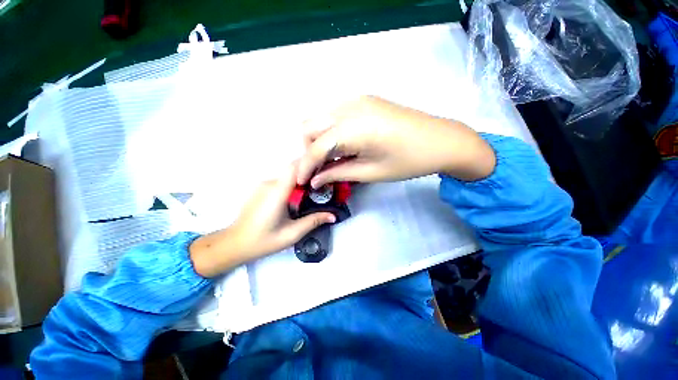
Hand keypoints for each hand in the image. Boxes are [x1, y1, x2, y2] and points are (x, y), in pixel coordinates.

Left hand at [190, 165, 335, 277]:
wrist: (234, 244)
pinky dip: (292, 186)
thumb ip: (313, 221)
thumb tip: (333, 215)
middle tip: (324, 185)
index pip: (294, 168)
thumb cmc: (263, 240)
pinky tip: (298, 198)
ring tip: (314, 192)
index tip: (324, 170)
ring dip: (300, 181)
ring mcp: (263, 185)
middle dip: (309, 175)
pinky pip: (281, 182)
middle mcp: (269, 184)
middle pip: (293, 171)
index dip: (309, 165)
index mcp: (277, 192)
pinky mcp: (261, 189)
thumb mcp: (292, 234)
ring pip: (287, 177)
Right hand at [297, 96, 495, 187]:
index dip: (305, 166)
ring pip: (320, 118)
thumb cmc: (408, 161)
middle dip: (308, 150)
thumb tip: (315, 179)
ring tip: (332, 159)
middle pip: (309, 126)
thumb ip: (338, 173)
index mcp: (352, 127)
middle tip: (320, 169)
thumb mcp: (370, 172)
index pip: (316, 147)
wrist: (441, 140)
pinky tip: (343, 145)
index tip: (302, 181)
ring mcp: (356, 99)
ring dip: (319, 139)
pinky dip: (331, 131)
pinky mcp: (364, 100)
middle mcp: (349, 106)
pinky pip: (335, 115)